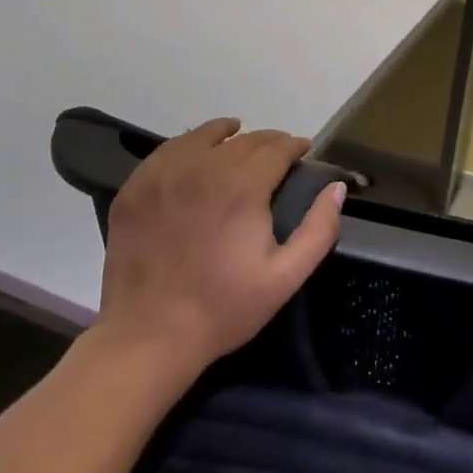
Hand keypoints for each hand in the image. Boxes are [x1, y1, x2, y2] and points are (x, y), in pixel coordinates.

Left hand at [90, 118, 343, 379]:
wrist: (148, 337)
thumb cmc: (223, 308)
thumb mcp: (285, 277)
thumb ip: (319, 229)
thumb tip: (336, 187)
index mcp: (243, 186)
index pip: (277, 147)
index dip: (295, 146)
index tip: (303, 151)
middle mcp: (203, 167)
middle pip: (244, 139)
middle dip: (268, 142)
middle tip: (278, 154)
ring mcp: (163, 174)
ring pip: (204, 136)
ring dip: (228, 135)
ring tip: (237, 139)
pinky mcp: (136, 187)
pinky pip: (168, 150)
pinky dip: (189, 146)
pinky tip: (196, 155)